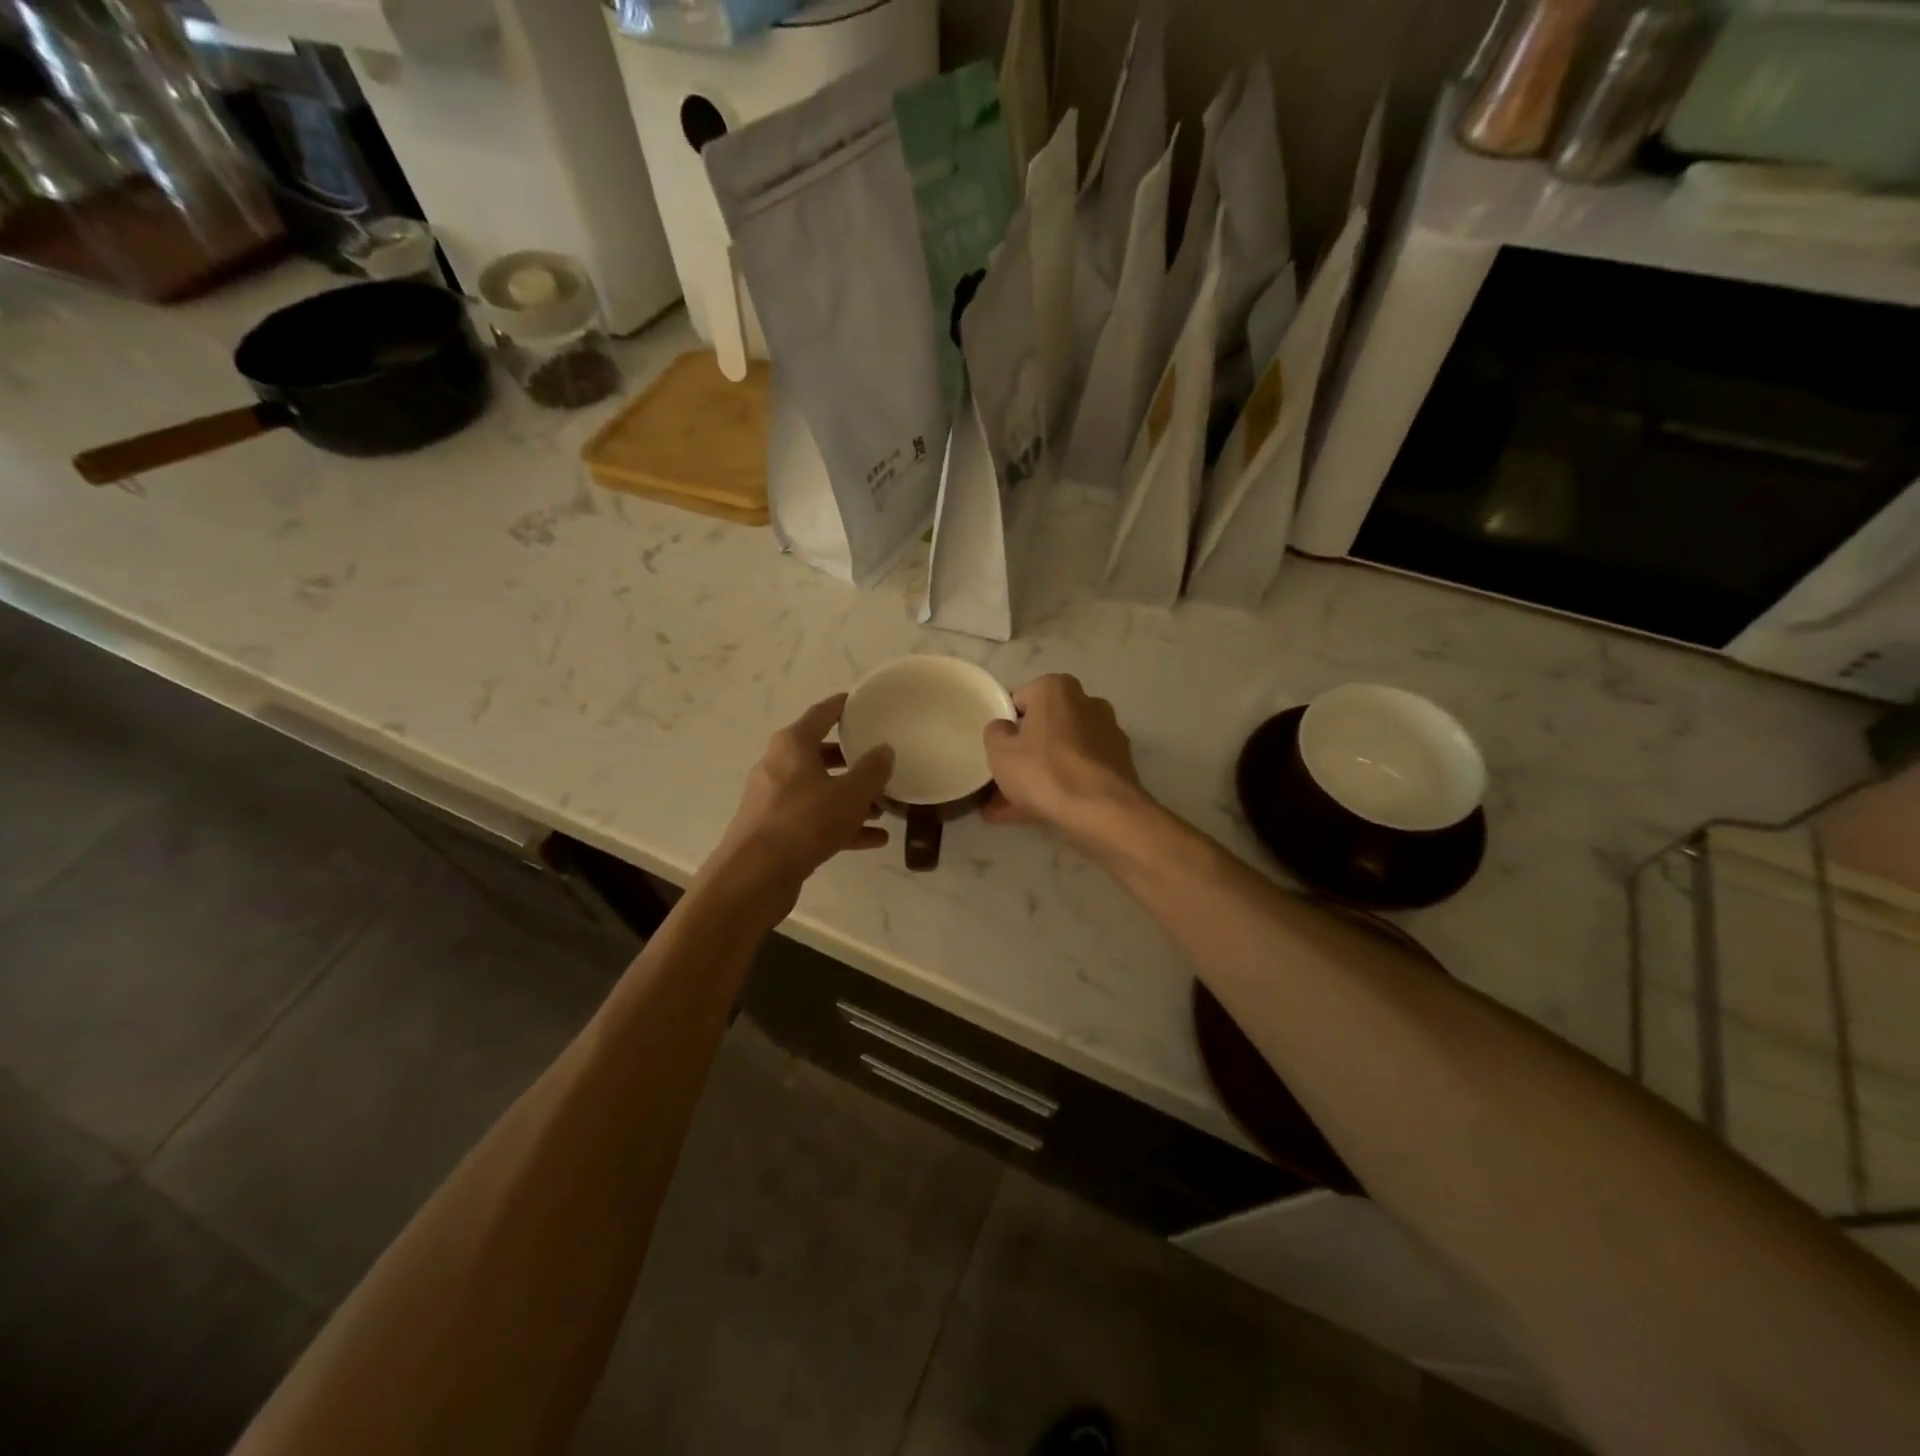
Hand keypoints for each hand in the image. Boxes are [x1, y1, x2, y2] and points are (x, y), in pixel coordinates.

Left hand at [710, 695, 893, 904]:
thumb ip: (872, 771)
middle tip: (880, 761)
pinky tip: (873, 839)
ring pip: (819, 790)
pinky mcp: (776, 830)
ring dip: (850, 797)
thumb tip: (884, 750)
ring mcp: (774, 800)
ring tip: (883, 808)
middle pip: (820, 754)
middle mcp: (779, 765)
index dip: (843, 706)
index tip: (863, 703)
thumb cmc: (805, 822)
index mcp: (792, 744)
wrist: (755, 875)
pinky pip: (814, 819)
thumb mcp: (850, 794)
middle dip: (851, 759)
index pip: (822, 714)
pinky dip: (840, 825)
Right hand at [982, 674, 1146, 847]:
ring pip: (1061, 755)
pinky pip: (1078, 773)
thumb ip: (995, 732)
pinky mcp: (1118, 765)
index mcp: (1057, 689)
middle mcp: (1087, 703)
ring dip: (1038, 777)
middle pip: (1044, 729)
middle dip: (1023, 755)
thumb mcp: (1000, 752)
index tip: (996, 751)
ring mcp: (1107, 735)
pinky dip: (1060, 788)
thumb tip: (1004, 729)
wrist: (1102, 812)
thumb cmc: (1045, 771)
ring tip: (1008, 810)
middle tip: (1000, 783)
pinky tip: (1035, 814)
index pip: (1020, 700)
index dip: (1004, 727)